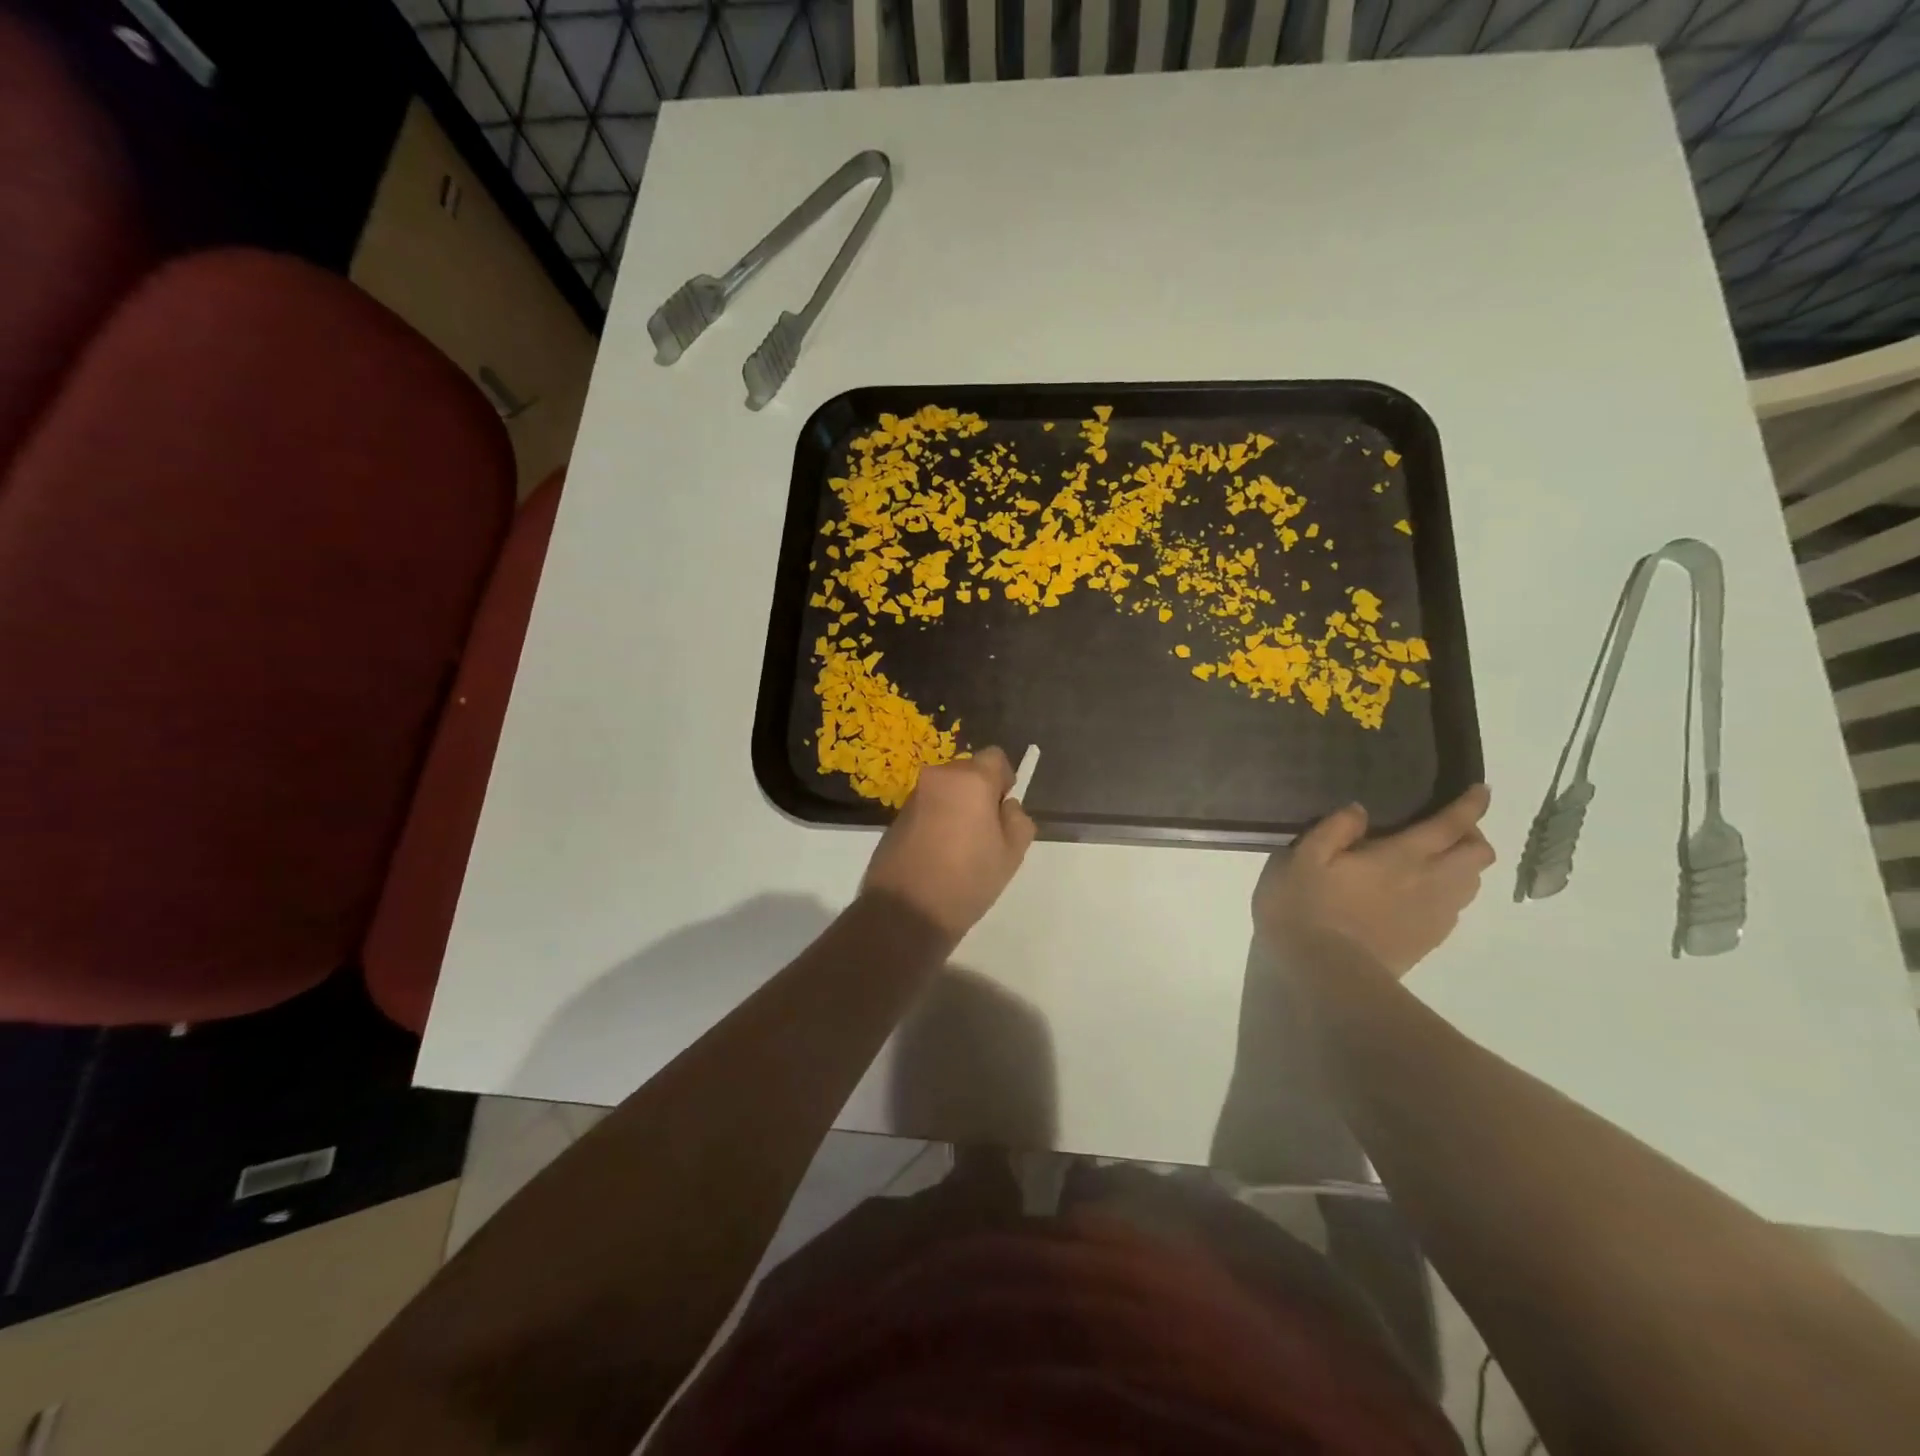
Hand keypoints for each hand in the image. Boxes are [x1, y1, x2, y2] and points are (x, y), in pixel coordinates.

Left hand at [862, 748, 1037, 939]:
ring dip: (956, 807)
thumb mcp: (1012, 853)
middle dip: (979, 793)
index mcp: (970, 779)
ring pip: (946, 791)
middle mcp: (938, 778)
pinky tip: (937, 856)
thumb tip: (1005, 806)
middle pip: (968, 772)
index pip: (995, 757)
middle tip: (985, 833)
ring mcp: (913, 797)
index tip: (1003, 811)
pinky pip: (927, 808)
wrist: (906, 910)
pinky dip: (936, 821)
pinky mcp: (895, 817)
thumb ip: (1018, 820)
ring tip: (959, 849)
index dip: (1004, 780)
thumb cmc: (967, 879)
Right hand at [1254, 785, 1494, 976]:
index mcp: (1402, 857)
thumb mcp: (1303, 858)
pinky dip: (1449, 893)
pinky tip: (1419, 895)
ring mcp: (1434, 915)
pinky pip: (1454, 909)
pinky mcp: (1428, 941)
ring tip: (1434, 861)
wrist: (1326, 972)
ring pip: (1471, 883)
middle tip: (1445, 829)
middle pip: (1478, 855)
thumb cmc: (1308, 907)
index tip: (1480, 790)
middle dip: (1472, 836)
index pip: (1451, 825)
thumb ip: (1333, 829)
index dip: (1470, 805)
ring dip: (1462, 866)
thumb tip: (1360, 809)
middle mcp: (1430, 882)